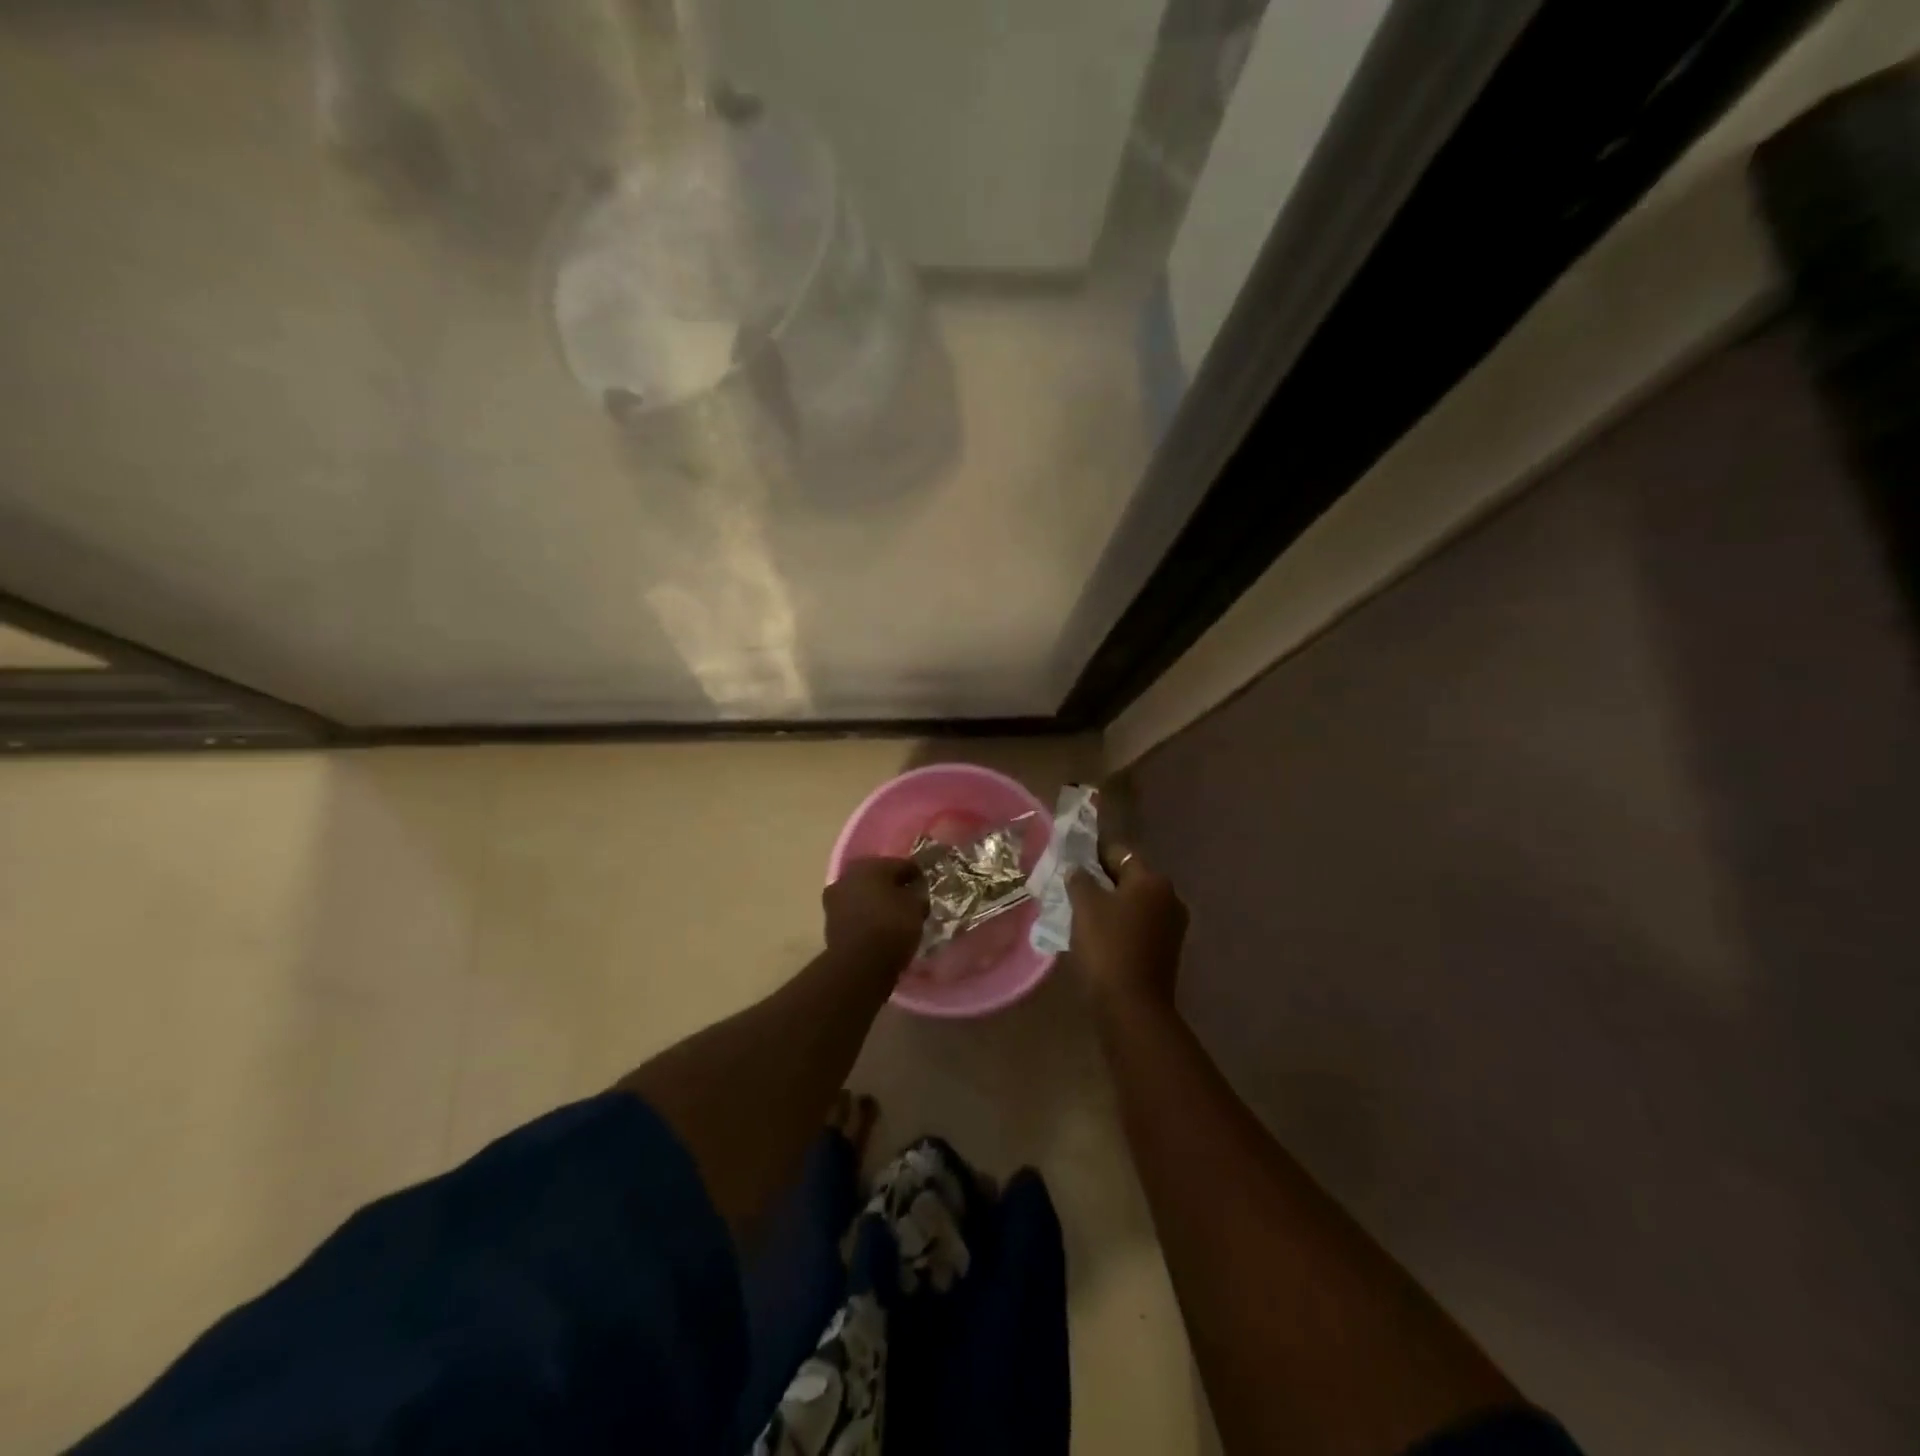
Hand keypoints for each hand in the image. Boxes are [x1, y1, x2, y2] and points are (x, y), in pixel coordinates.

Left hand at [823, 857, 928, 971]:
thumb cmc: (891, 927)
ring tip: (894, 918)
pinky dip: (866, 918)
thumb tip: (914, 893)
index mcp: (871, 865)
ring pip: (864, 895)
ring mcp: (835, 899)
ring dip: (877, 903)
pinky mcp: (830, 922)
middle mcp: (849, 875)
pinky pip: (855, 914)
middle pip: (878, 878)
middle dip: (893, 887)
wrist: (858, 965)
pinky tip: (879, 929)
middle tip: (909, 901)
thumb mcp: (916, 908)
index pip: (901, 864)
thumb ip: (917, 895)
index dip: (917, 875)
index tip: (926, 888)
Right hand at [1066, 842, 1187, 1011]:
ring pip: (1134, 903)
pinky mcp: (1167, 949)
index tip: (1070, 860)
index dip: (1092, 853)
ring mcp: (1172, 925)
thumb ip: (1079, 879)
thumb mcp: (1085, 906)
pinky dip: (1121, 924)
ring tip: (1081, 911)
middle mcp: (1169, 897)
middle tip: (1072, 886)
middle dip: (1102, 880)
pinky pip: (1140, 925)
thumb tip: (1077, 869)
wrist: (1132, 1006)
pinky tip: (1098, 934)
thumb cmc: (1107, 947)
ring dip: (1111, 904)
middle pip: (1129, 878)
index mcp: (1152, 880)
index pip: (1119, 853)